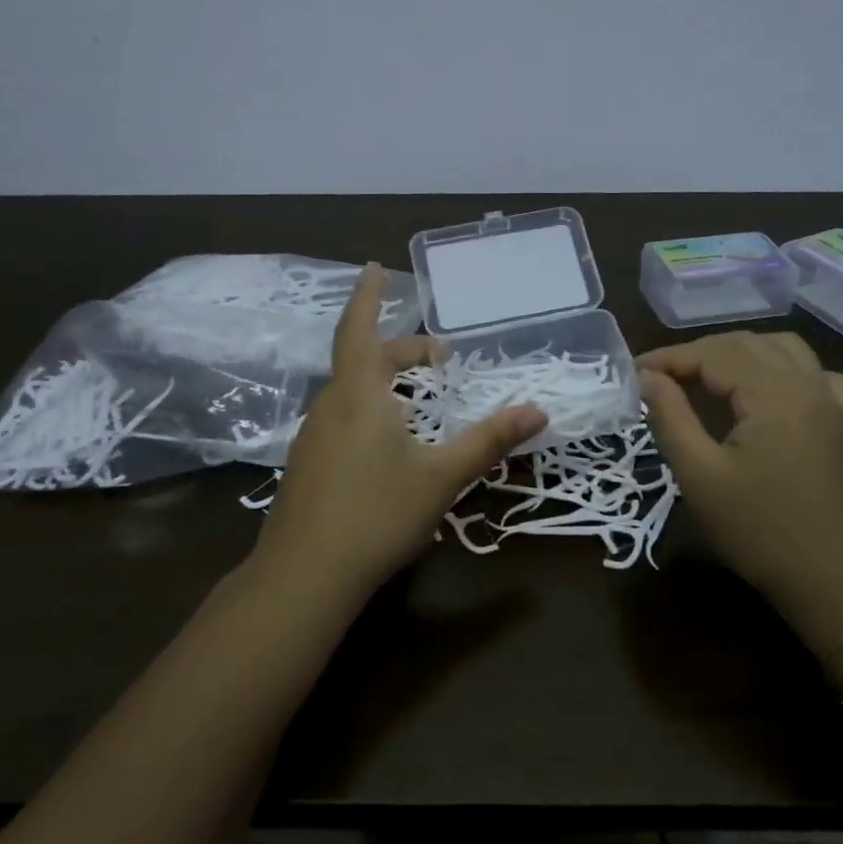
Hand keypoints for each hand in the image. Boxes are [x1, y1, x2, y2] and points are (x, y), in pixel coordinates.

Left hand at [255, 264, 547, 600]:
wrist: (304, 577)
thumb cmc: (377, 514)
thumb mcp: (442, 476)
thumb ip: (489, 441)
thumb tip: (538, 411)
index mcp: (359, 394)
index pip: (360, 329)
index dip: (369, 296)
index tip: (375, 266)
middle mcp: (331, 406)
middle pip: (365, 361)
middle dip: (402, 352)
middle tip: (441, 357)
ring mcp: (313, 437)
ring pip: (353, 392)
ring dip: (386, 382)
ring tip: (421, 399)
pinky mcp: (308, 466)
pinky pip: (343, 418)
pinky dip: (371, 409)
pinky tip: (390, 443)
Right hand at [638, 332, 842, 632]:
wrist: (834, 581)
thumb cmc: (759, 530)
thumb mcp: (700, 476)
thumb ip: (670, 417)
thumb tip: (647, 377)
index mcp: (774, 393)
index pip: (712, 354)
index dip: (669, 358)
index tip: (633, 373)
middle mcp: (807, 383)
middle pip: (745, 344)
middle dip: (697, 353)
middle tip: (659, 378)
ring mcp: (831, 401)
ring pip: (781, 348)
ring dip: (738, 352)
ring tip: (704, 375)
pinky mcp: (842, 422)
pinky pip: (813, 372)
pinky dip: (782, 367)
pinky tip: (767, 389)